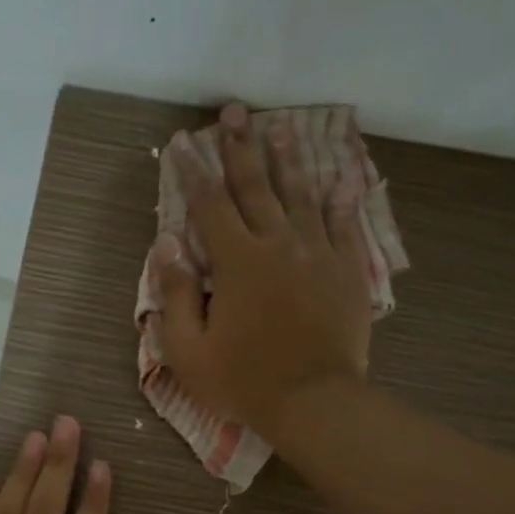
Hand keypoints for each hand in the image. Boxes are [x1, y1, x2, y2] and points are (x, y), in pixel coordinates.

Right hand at [154, 101, 373, 438]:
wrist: (315, 402)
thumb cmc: (244, 381)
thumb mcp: (189, 349)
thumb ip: (177, 293)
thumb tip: (167, 244)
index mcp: (237, 261)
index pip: (209, 204)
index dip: (193, 170)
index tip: (182, 141)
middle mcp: (278, 244)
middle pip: (255, 185)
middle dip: (240, 146)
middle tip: (233, 111)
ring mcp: (318, 253)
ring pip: (300, 194)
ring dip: (286, 158)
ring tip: (279, 125)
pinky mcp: (347, 270)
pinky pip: (344, 224)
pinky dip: (340, 199)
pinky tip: (339, 178)